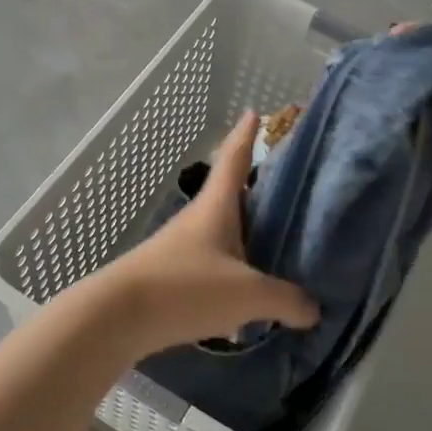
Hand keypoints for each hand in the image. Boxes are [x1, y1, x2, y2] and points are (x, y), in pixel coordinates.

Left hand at [95, 114, 319, 357]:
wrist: (117, 318)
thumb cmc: (185, 287)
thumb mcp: (247, 294)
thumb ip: (286, 299)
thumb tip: (314, 308)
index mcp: (217, 207)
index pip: (235, 159)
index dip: (246, 135)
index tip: (254, 112)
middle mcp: (199, 221)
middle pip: (232, 197)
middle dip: (258, 192)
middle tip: (291, 191)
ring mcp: (183, 250)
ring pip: (224, 236)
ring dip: (248, 238)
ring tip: (281, 249)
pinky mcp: (174, 279)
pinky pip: (214, 269)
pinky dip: (236, 276)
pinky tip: (251, 303)